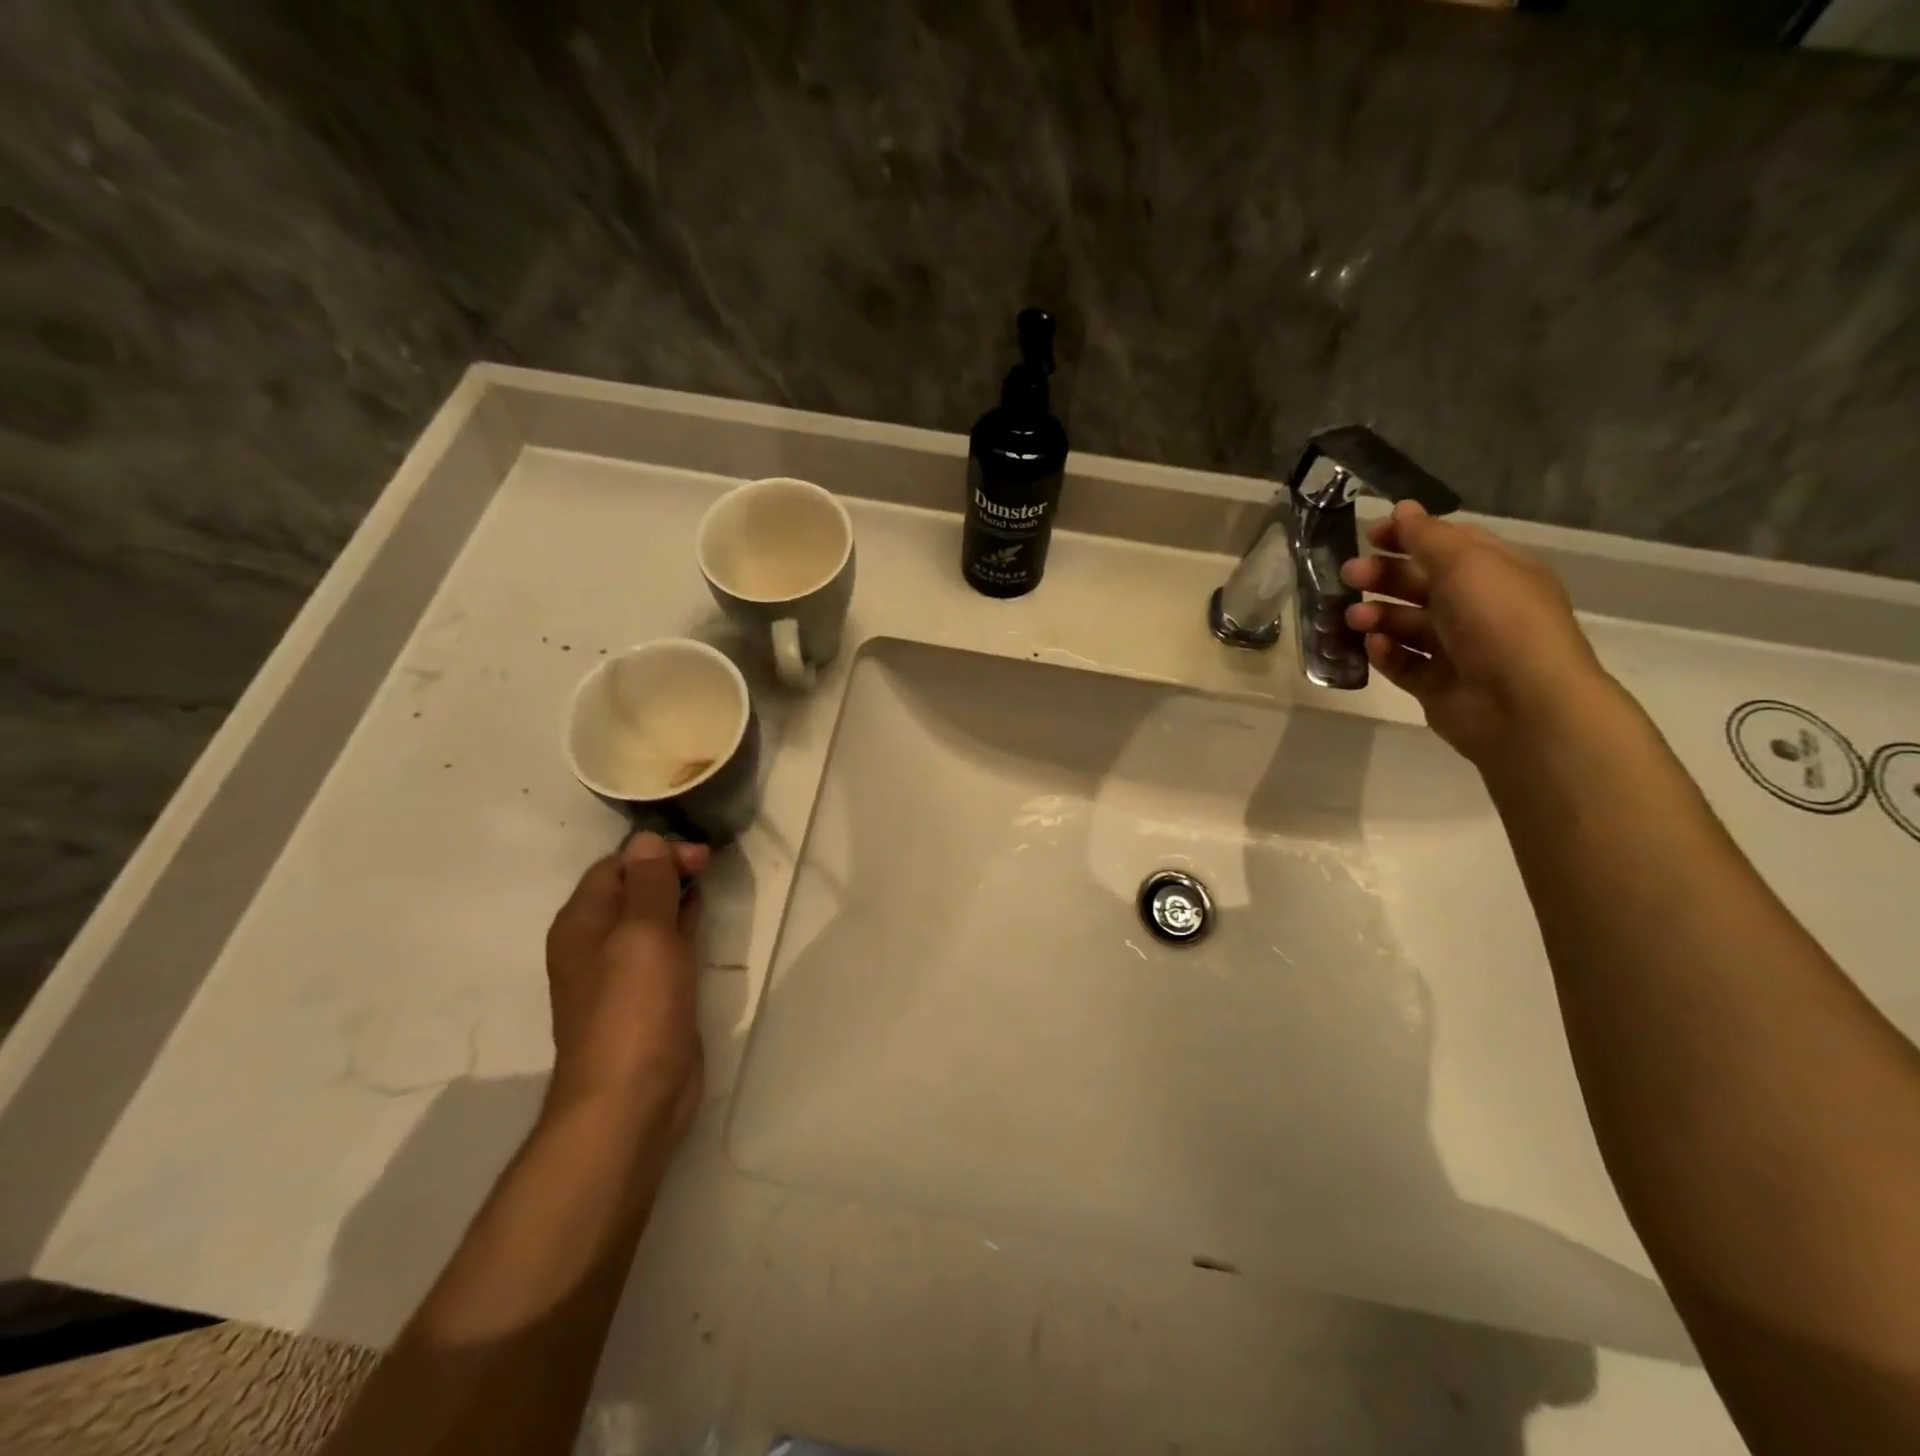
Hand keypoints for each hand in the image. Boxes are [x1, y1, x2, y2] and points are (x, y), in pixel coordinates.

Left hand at [542, 832, 709, 1142]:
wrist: (632, 1098)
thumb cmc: (634, 1009)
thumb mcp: (643, 934)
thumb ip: (649, 883)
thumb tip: (647, 839)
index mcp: (582, 923)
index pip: (616, 866)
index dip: (656, 853)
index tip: (700, 855)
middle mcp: (596, 943)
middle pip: (633, 889)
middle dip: (669, 870)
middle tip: (712, 864)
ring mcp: (623, 972)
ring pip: (651, 917)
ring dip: (677, 896)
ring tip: (711, 882)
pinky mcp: (649, 995)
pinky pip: (665, 947)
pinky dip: (683, 926)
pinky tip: (702, 920)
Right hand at [1340, 502, 1614, 764]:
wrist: (1521, 703)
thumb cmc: (1497, 621)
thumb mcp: (1464, 563)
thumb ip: (1427, 536)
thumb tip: (1404, 509)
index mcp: (1496, 572)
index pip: (1447, 545)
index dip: (1408, 536)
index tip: (1369, 535)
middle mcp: (1478, 608)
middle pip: (1420, 584)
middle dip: (1383, 576)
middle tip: (1348, 575)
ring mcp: (1457, 649)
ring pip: (1406, 625)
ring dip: (1377, 616)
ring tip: (1354, 618)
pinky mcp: (1437, 684)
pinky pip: (1403, 663)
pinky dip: (1386, 654)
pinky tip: (1374, 648)